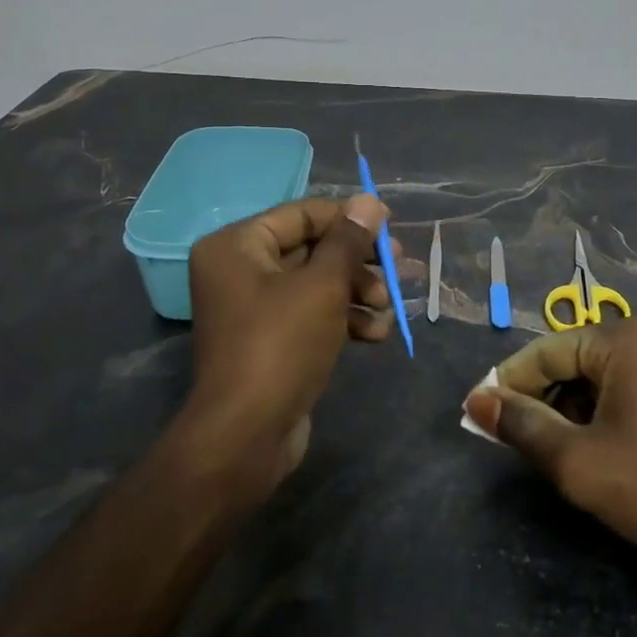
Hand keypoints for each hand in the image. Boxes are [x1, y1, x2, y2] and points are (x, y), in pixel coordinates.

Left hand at [176, 195, 393, 503]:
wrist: (247, 435)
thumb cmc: (281, 344)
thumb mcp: (322, 285)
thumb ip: (349, 240)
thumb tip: (370, 201)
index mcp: (237, 245)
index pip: (302, 214)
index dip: (349, 218)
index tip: (390, 226)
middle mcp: (240, 270)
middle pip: (312, 248)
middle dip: (358, 261)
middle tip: (399, 267)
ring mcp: (255, 307)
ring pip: (317, 284)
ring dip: (357, 292)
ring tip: (388, 307)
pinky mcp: (271, 340)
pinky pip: (312, 314)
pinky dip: (344, 319)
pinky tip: (376, 334)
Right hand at [464, 318, 636, 594]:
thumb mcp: (578, 460)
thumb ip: (522, 426)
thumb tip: (475, 401)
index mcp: (620, 341)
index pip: (544, 351)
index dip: (507, 383)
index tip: (476, 414)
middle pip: (564, 364)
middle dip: (534, 401)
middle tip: (505, 440)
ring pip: (585, 385)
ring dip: (558, 416)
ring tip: (539, 452)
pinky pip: (609, 399)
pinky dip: (585, 423)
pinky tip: (575, 455)